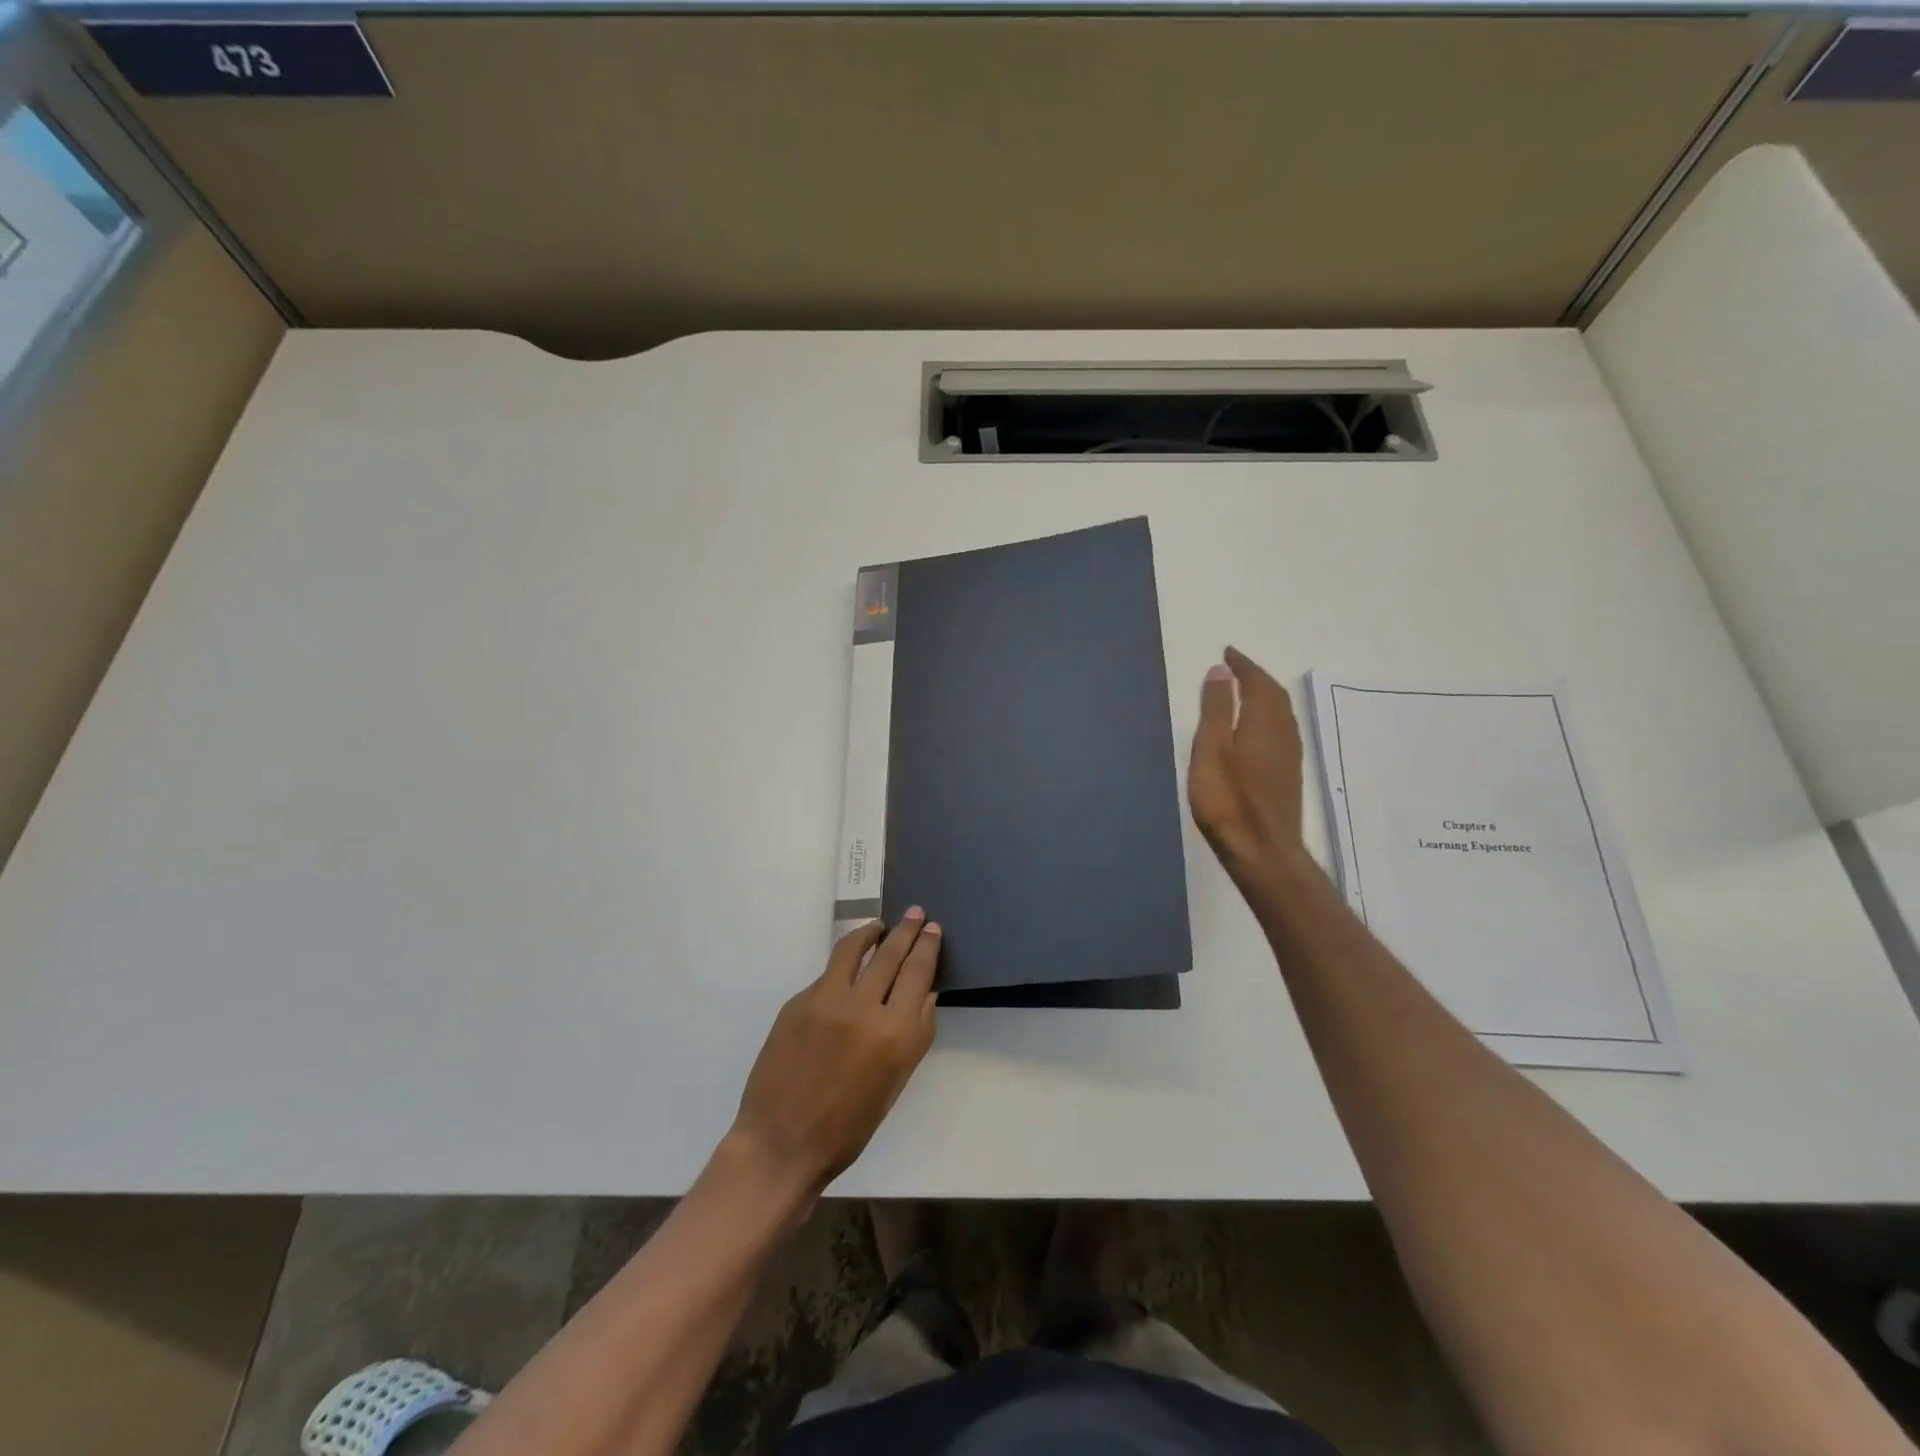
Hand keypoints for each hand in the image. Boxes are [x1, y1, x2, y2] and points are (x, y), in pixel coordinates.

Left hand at [730, 911, 940, 1202]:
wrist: (782, 1143)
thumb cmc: (848, 1126)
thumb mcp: (895, 1082)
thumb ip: (914, 1033)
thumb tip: (924, 994)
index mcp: (896, 1034)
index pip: (918, 973)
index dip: (927, 946)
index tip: (932, 928)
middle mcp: (865, 1008)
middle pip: (891, 954)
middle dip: (906, 930)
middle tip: (914, 912)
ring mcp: (827, 1001)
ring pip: (854, 949)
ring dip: (870, 932)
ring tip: (878, 926)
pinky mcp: (799, 1002)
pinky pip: (828, 975)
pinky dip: (843, 967)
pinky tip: (847, 971)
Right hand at [1188, 647, 1307, 883]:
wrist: (1262, 851)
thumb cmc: (1228, 801)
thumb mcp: (1211, 750)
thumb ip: (1216, 710)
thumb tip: (1221, 671)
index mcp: (1264, 723)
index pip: (1258, 683)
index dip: (1243, 666)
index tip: (1228, 653)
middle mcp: (1283, 734)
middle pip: (1275, 696)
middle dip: (1256, 678)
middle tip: (1235, 669)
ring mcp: (1289, 757)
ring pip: (1281, 714)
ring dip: (1264, 697)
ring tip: (1244, 692)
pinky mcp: (1287, 776)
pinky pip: (1281, 732)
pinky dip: (1268, 717)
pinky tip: (1256, 730)